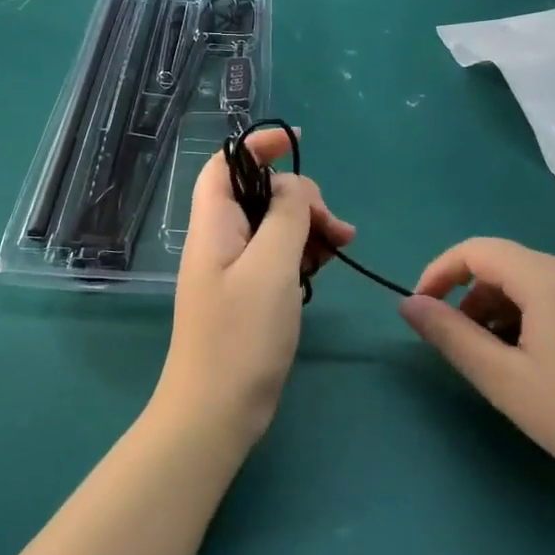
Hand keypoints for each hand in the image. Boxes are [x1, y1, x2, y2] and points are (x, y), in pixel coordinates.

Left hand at [155, 131, 353, 447]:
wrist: (216, 412)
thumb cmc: (241, 337)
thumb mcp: (271, 267)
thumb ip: (285, 216)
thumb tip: (294, 188)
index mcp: (213, 224)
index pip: (226, 163)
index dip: (257, 145)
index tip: (298, 142)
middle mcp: (219, 239)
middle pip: (258, 193)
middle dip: (300, 197)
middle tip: (335, 227)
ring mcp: (233, 268)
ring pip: (273, 225)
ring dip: (308, 226)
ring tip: (341, 247)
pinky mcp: (248, 293)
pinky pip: (276, 255)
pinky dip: (302, 252)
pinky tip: (325, 264)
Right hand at [399, 239, 554, 508]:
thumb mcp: (503, 380)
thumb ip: (450, 335)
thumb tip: (408, 304)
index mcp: (550, 277)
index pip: (478, 250)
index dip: (440, 272)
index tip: (422, 310)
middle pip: (508, 267)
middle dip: (473, 299)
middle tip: (466, 348)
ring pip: (536, 284)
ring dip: (504, 311)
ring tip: (504, 363)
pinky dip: (537, 318)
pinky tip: (545, 364)